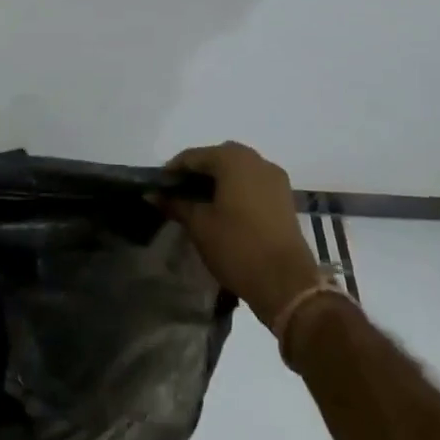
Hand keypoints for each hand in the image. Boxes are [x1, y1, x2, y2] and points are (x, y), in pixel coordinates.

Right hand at [165, 142, 319, 326]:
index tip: (158, 188)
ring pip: (238, 169)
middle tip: (178, 193)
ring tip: (199, 203)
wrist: (286, 282)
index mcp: (233, 160)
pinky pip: (253, 183)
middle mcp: (257, 160)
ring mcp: (275, 178)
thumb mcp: (199, 224)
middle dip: (197, 172)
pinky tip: (223, 210)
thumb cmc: (236, 247)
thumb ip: (176, 203)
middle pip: (218, 158)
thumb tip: (152, 194)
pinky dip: (236, 189)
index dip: (173, 171)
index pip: (194, 156)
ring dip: (218, 180)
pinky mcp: (284, 197)